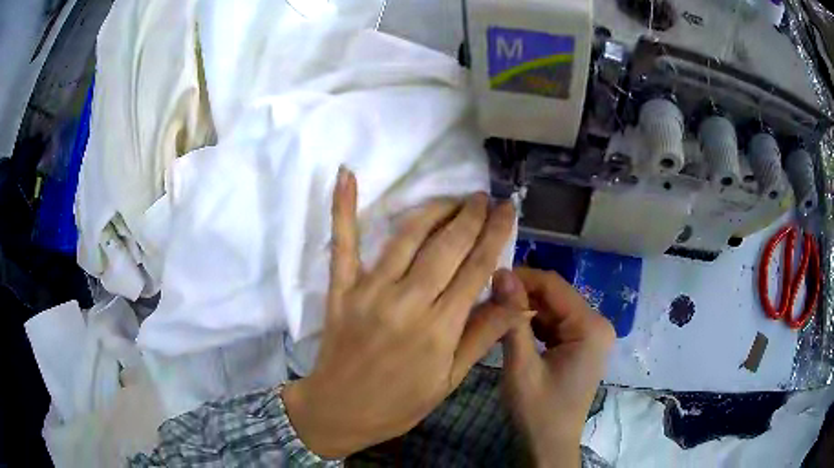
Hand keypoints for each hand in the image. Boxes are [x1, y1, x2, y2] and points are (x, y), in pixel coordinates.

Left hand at [283, 167, 529, 458]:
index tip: (507, 209)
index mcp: (440, 327)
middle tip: (484, 197)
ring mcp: (369, 290)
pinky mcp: (341, 288)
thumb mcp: (450, 380)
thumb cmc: (400, 403)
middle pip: (447, 245)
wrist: (339, 410)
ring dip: (434, 210)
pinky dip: (342, 207)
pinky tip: (346, 175)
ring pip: (407, 236)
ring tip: (453, 199)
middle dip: (471, 215)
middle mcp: (407, 301)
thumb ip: (482, 335)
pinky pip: (343, 242)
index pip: (477, 268)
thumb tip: (518, 300)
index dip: (496, 233)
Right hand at [494, 268, 614, 466]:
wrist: (550, 445)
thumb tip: (501, 273)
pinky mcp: (582, 345)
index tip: (488, 279)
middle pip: (556, 295)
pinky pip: (556, 324)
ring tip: (496, 311)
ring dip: (526, 309)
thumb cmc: (537, 411)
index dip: (521, 278)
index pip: (554, 286)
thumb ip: (513, 320)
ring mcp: (592, 335)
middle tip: (488, 298)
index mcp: (591, 326)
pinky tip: (513, 328)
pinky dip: (534, 324)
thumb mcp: (521, 366)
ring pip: (554, 308)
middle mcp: (597, 324)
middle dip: (522, 295)